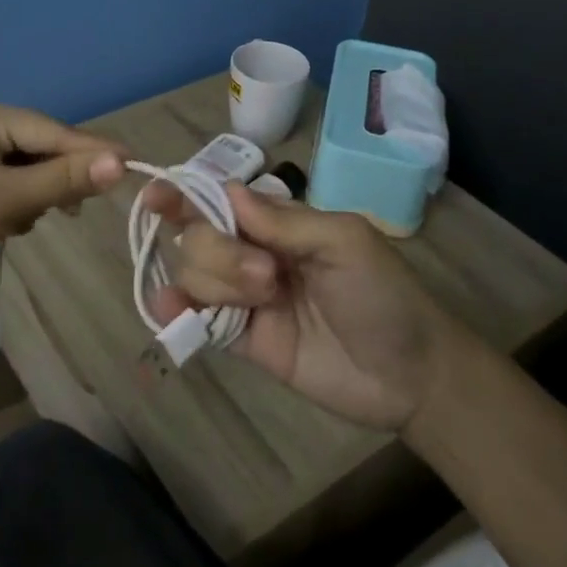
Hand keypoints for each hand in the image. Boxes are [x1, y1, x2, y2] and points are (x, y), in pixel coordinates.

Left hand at [0, 97, 126, 303]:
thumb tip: (121, 163)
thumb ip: (63, 180)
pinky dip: (19, 201)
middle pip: (43, 146)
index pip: (53, 131)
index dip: (94, 151)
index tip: (137, 166)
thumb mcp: (6, 202)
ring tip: (28, 221)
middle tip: (81, 209)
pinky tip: (12, 224)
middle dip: (59, 178)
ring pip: (29, 167)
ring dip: (39, 194)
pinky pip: (11, 181)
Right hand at [146, 184, 462, 431]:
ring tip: (263, 304)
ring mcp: (245, 297)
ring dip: (216, 284)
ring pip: (194, 275)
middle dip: (221, 253)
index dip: (185, 195)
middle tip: (268, 277)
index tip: (157, 197)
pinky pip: (196, 318)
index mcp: (278, 222)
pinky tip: (171, 311)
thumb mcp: (344, 242)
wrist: (409, 375)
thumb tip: (228, 191)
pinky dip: (175, 311)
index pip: (219, 200)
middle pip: (199, 238)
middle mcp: (253, 253)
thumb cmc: (384, 295)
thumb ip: (284, 221)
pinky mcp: (241, 339)